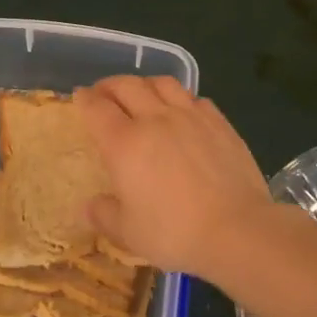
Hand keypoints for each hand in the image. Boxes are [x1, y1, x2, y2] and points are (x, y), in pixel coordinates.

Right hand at [75, 76, 277, 277]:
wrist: (237, 229)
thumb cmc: (175, 232)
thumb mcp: (128, 233)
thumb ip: (104, 215)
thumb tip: (89, 206)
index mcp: (124, 143)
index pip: (97, 108)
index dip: (85, 99)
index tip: (80, 97)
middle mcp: (155, 119)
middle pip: (127, 86)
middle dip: (110, 85)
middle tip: (104, 93)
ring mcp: (190, 116)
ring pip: (162, 82)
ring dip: (145, 83)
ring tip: (142, 93)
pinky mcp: (219, 122)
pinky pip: (194, 97)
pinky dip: (180, 98)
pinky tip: (182, 111)